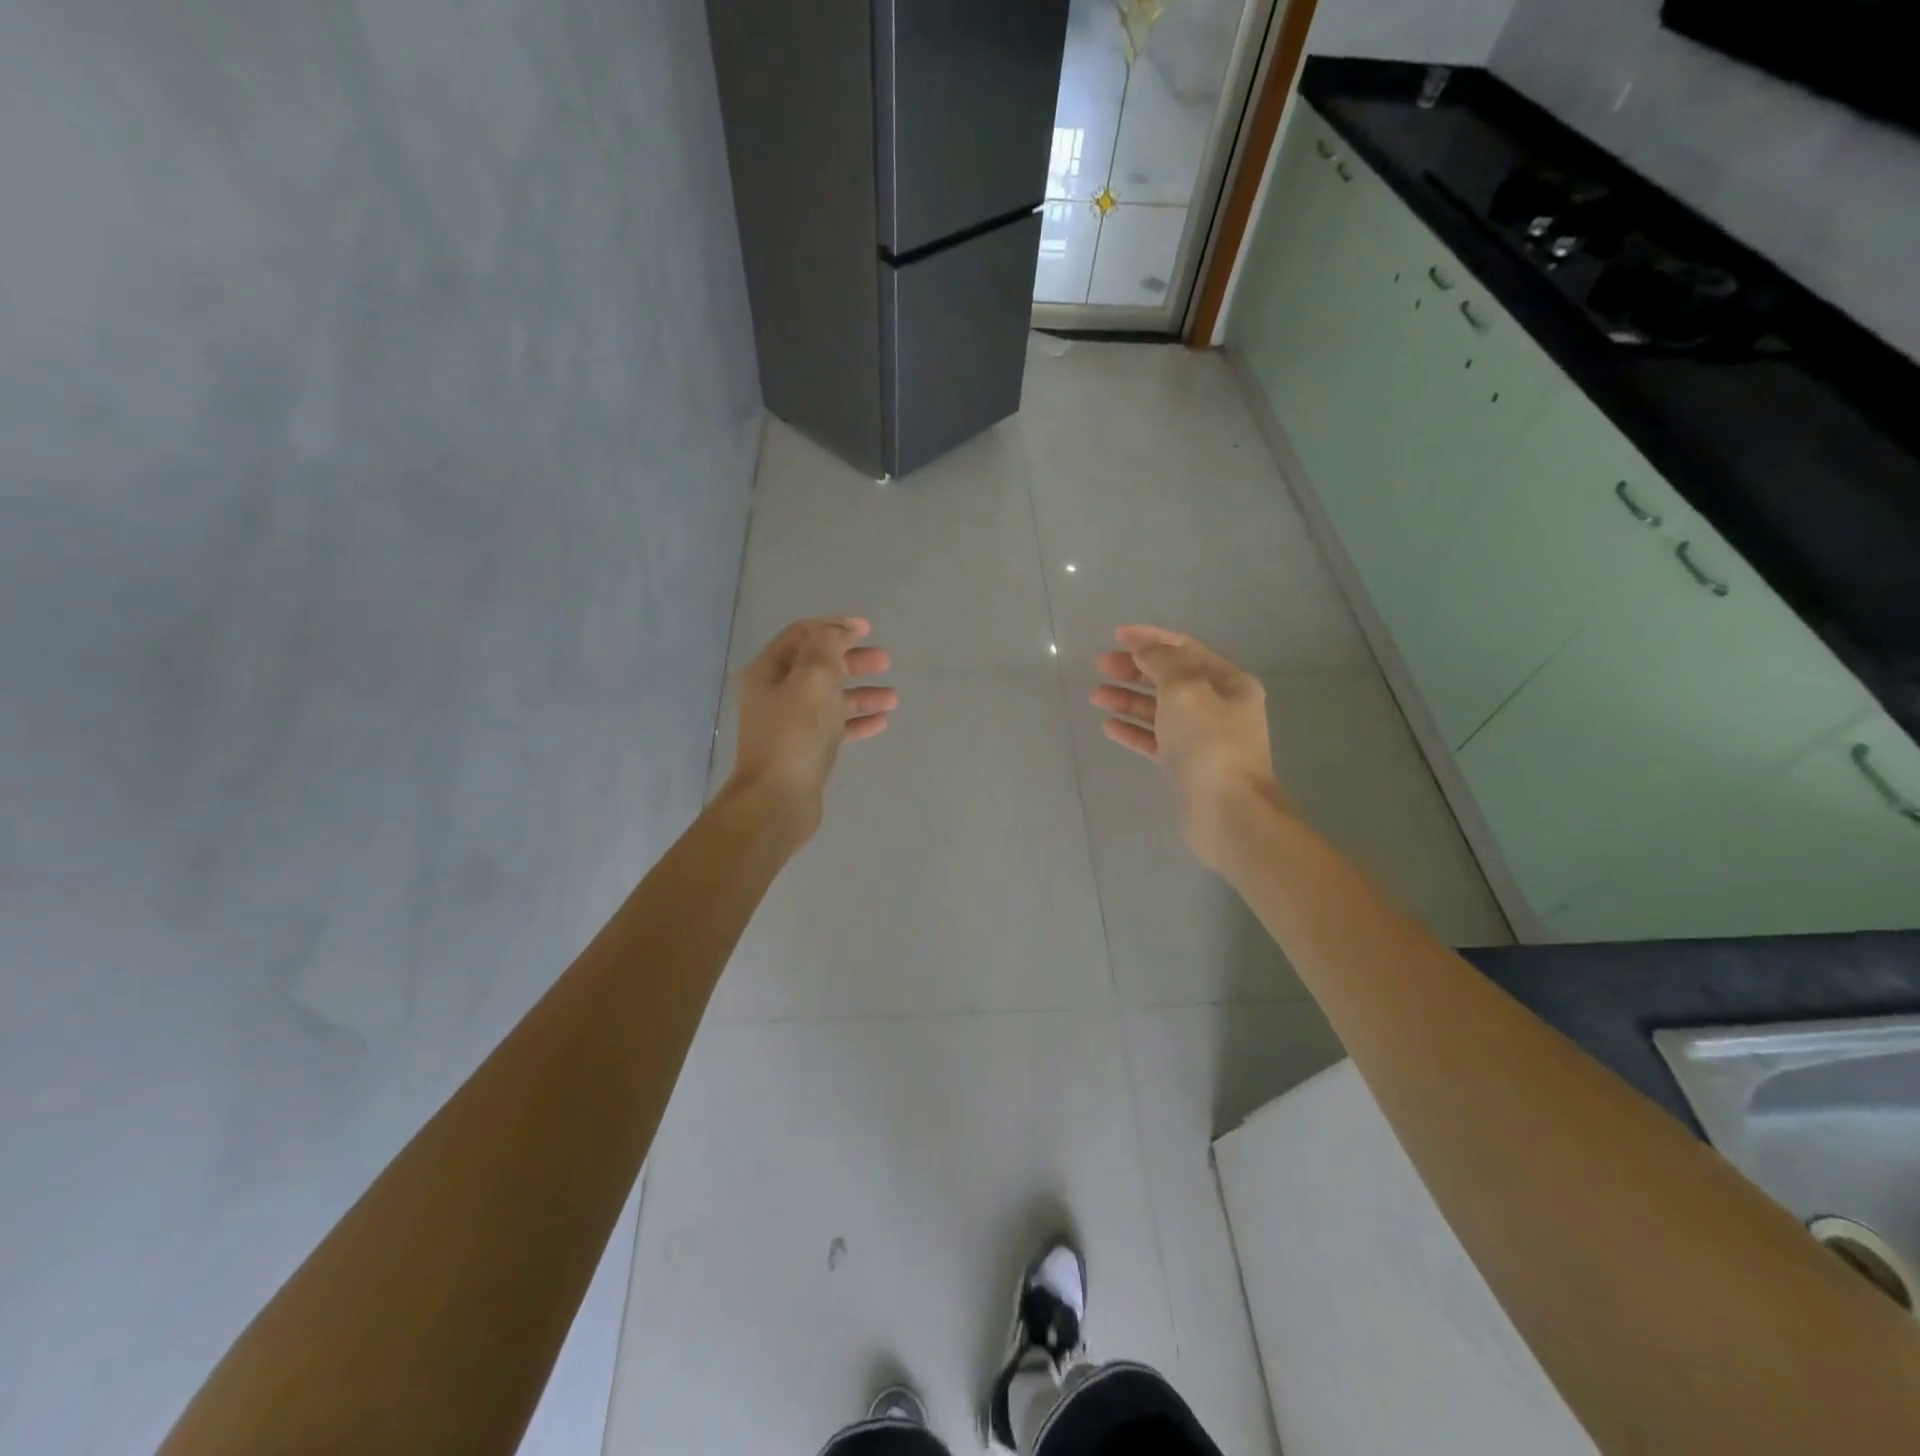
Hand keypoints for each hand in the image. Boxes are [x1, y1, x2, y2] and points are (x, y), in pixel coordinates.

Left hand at [726, 617, 896, 840]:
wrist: (777, 801)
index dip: (834, 626)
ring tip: (893, 698)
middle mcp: (774, 695)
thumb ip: (827, 647)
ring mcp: (788, 725)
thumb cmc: (795, 734)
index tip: (867, 628)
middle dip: (852, 660)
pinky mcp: (803, 752)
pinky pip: (834, 729)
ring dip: (861, 694)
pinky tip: (881, 723)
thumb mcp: (814, 679)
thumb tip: (837, 633)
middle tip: (885, 661)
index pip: (802, 635)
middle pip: (818, 666)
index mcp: (768, 672)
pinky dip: (856, 722)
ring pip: (829, 699)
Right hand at [1090, 625, 1285, 869]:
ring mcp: (1202, 738)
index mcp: (1228, 683)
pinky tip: (1108, 725)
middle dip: (1134, 669)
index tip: (1116, 635)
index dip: (1150, 638)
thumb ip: (1161, 662)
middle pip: (1170, 678)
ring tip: (1095, 695)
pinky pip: (1155, 739)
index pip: (1184, 649)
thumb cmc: (1208, 744)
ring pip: (1159, 709)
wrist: (1227, 812)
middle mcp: (1219, 706)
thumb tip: (1145, 648)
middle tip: (1100, 665)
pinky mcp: (1186, 765)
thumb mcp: (1184, 690)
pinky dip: (1133, 730)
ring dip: (1128, 699)